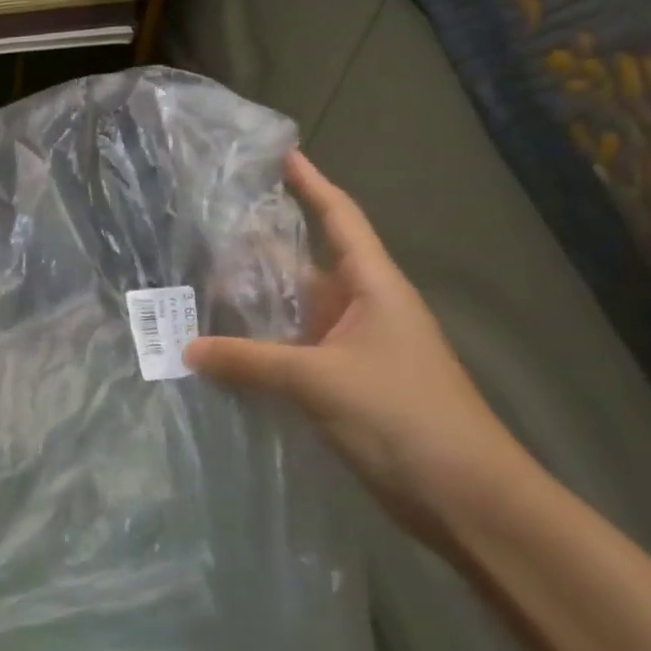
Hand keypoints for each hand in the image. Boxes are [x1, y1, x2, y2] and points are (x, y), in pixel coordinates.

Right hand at [184, 152, 526, 544]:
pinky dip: (259, 349)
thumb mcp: (320, 380)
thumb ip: (250, 361)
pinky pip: (291, 354)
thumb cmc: (402, 415)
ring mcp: (352, 351)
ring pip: (294, 314)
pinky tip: (222, 350)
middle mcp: (362, 310)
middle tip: (205, 230)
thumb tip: (187, 349)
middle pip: (305, 266)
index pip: (340, 219)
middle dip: (260, 249)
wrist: (463, 495)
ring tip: (198, 286)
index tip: (282, 154)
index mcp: (373, 288)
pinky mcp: (343, 387)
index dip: (313, 184)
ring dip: (253, 305)